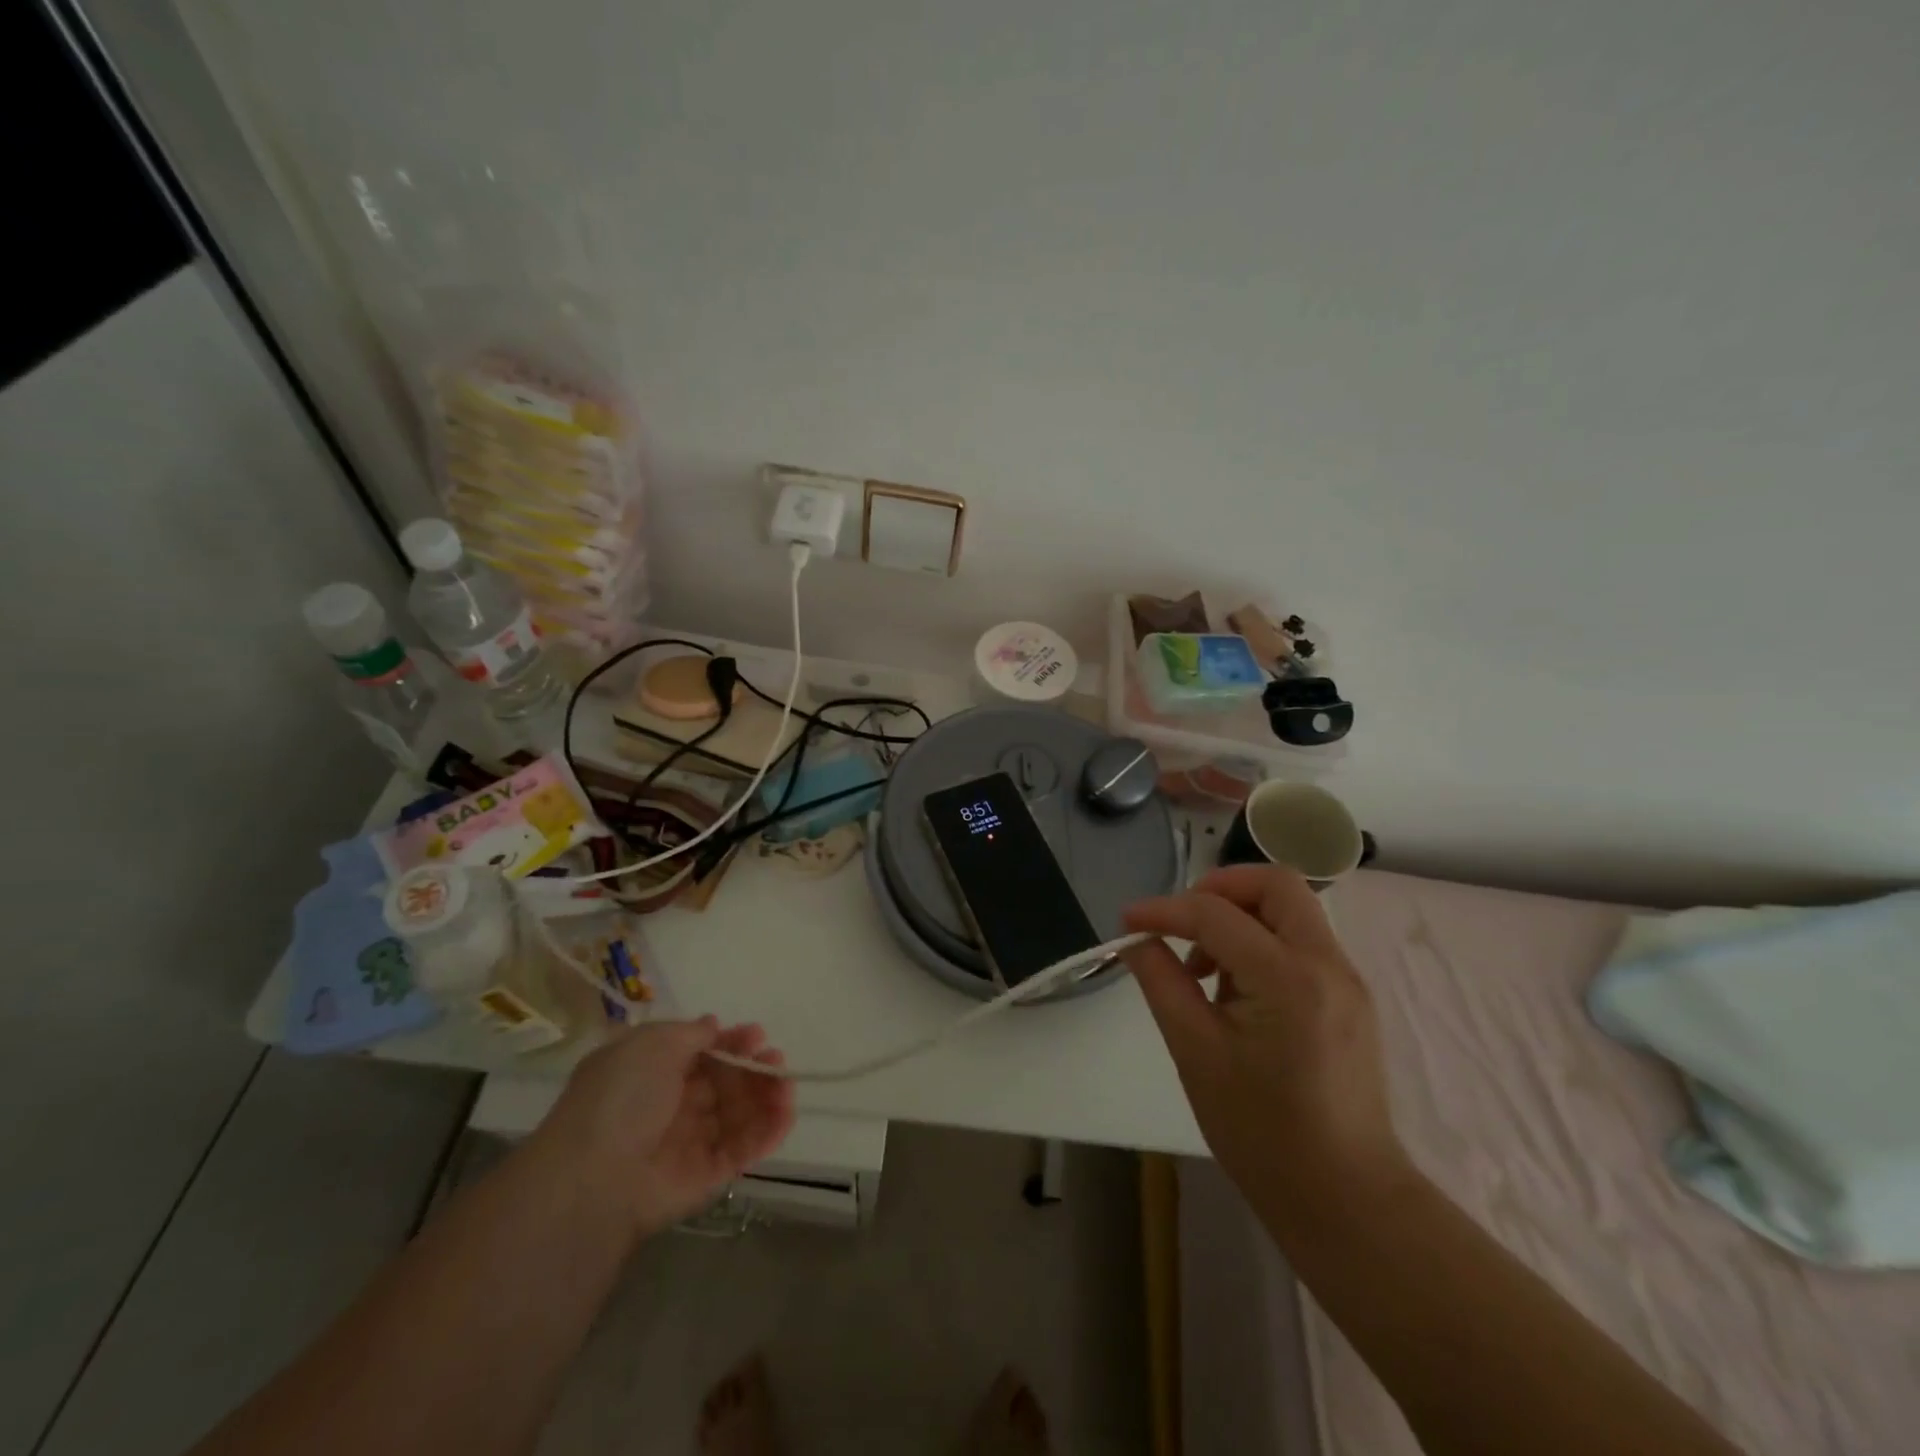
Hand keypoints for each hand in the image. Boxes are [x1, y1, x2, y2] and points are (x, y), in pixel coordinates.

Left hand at [533, 1018, 794, 1238]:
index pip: (704, 1053)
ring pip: (739, 1114)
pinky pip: (742, 1149)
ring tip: (787, 1086)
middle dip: (755, 1068)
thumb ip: (689, 1033)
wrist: (594, 1178)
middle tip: (776, 1060)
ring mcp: (691, 1142)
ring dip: (768, 1096)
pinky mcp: (706, 1176)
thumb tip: (712, 1025)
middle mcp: (674, 1106)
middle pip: (726, 1082)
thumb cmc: (620, 1098)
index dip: (731, 1042)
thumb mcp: (651, 1045)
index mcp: (655, 1073)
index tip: (757, 1034)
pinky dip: (767, 1132)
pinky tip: (785, 1113)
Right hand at [1123, 866, 1412, 1218]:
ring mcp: (1346, 980)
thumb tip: (1137, 940)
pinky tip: (1235, 990)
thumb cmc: (1262, 1133)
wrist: (1346, 1200)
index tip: (1128, 922)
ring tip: (1204, 970)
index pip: (1216, 914)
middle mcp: (1328, 964)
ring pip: (1291, 909)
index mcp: (1289, 978)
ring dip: (1241, 916)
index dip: (1164, 910)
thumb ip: (1163, 983)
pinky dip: (1262, 941)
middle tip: (1182, 924)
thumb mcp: (1196, 1053)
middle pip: (1275, 883)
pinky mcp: (1349, 998)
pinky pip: (1302, 941)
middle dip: (1220, 888)